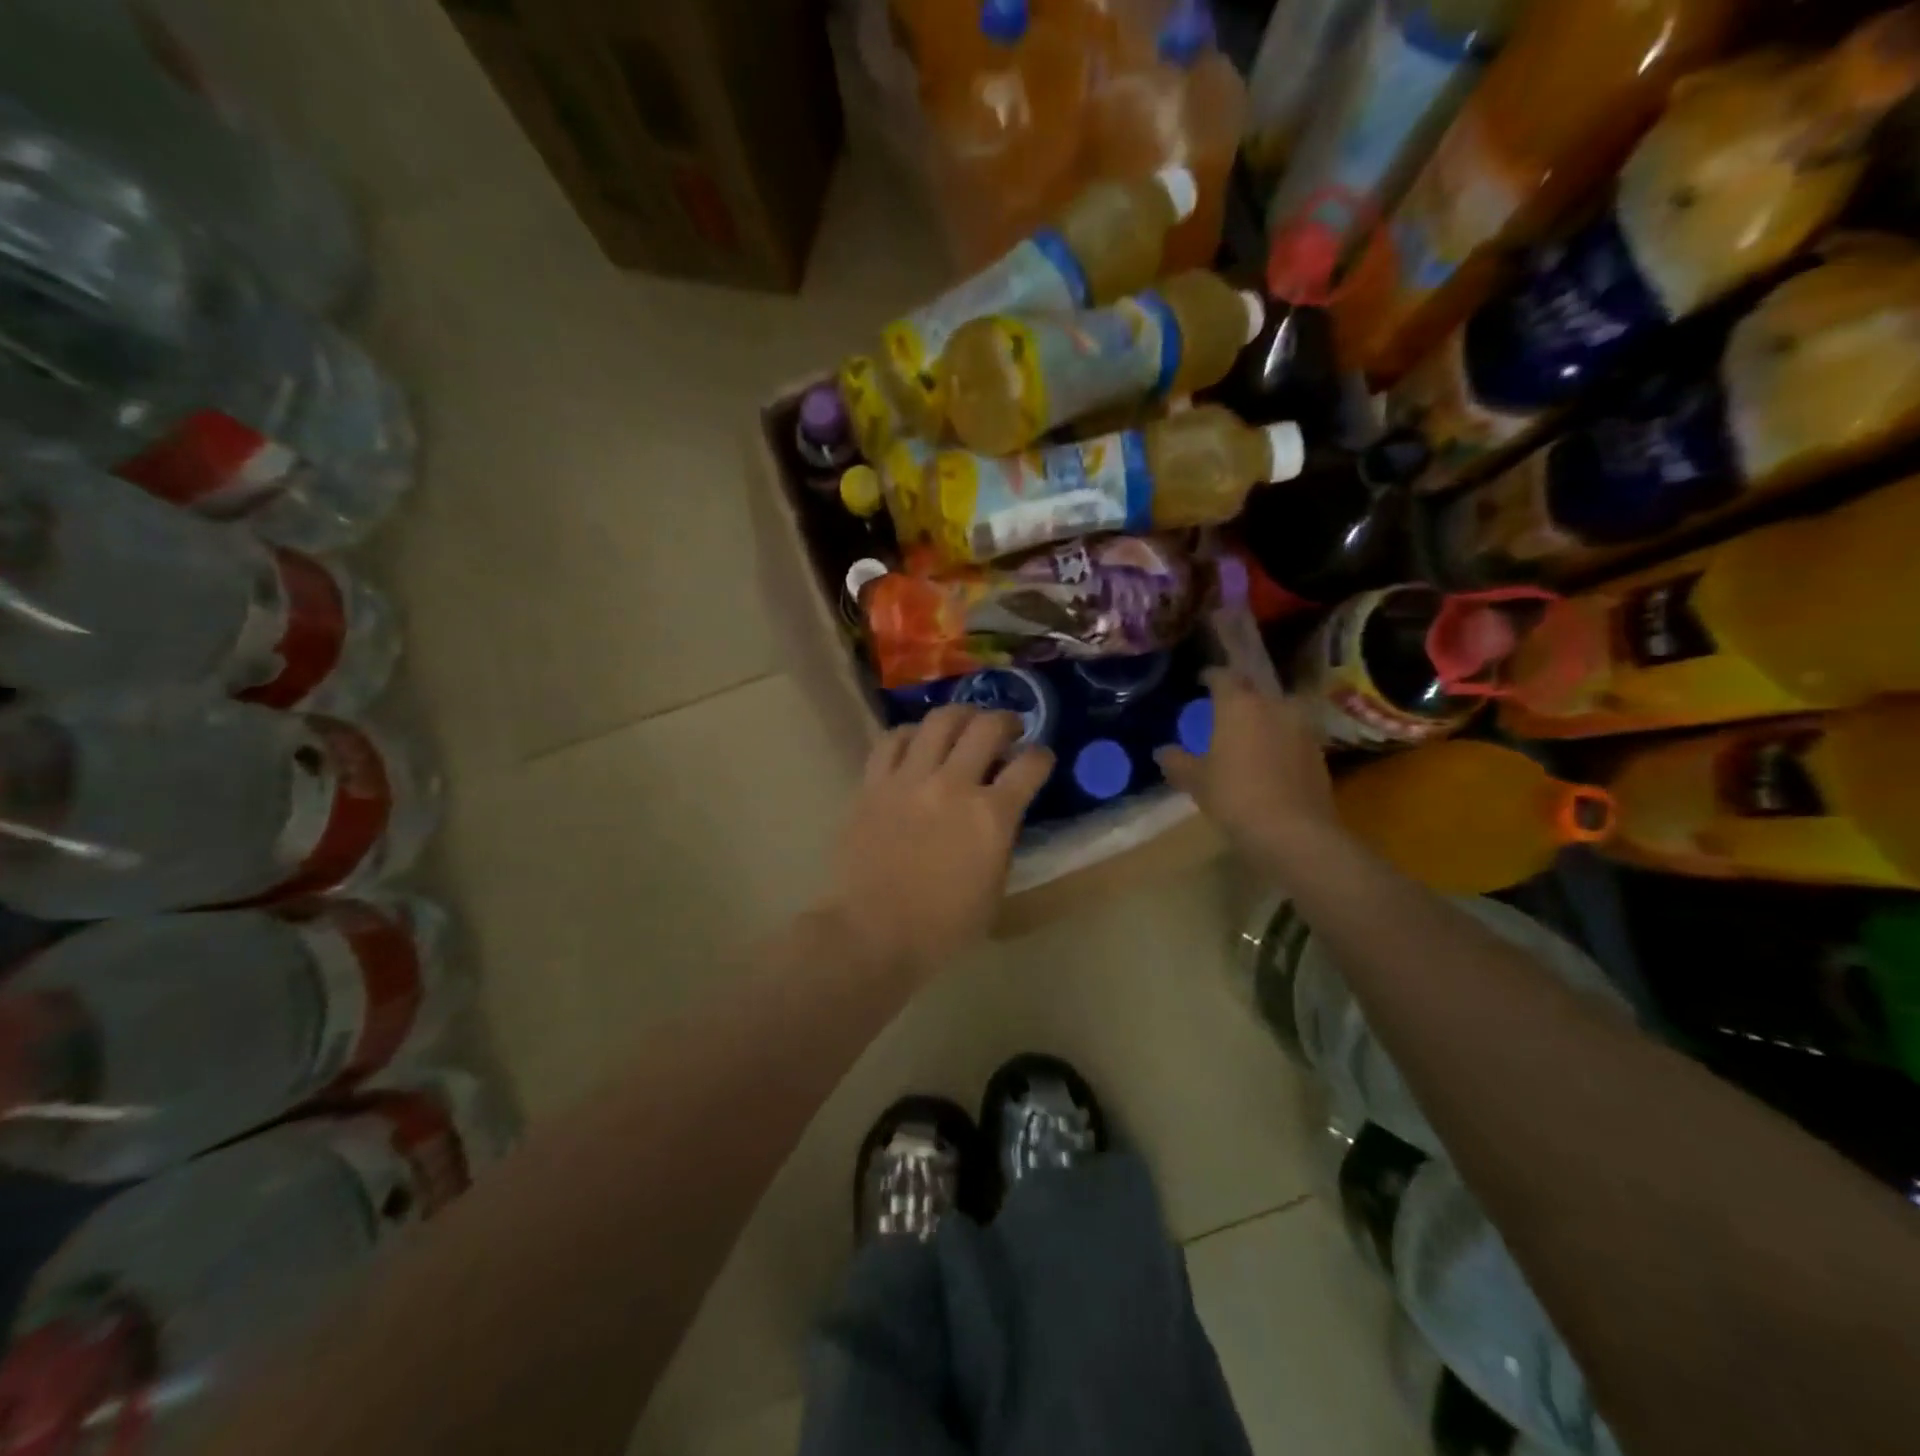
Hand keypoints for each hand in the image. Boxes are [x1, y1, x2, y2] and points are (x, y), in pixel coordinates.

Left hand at [821, 706, 1052, 977]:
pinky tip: (917, 741)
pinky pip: (892, 740)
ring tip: (965, 723)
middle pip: (986, 727)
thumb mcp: (994, 890)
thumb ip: (1001, 843)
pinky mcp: (873, 783)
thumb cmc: (942, 927)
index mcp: (991, 816)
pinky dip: (911, 734)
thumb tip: (999, 814)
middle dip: (1006, 720)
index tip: (1040, 758)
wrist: (872, 933)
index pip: (1030, 766)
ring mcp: (909, 779)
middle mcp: (953, 785)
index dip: (1042, 757)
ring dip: (961, 715)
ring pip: (939, 721)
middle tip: (1008, 728)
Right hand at [1155, 668, 1343, 868]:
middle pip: (1255, 691)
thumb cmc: (1234, 796)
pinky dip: (1280, 742)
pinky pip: (1293, 737)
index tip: (1201, 680)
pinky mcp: (1319, 753)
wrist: (1293, 831)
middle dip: (1241, 698)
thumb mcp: (1196, 781)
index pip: (1223, 676)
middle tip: (1224, 712)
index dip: (1211, 676)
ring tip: (1249, 737)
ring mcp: (1302, 728)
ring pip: (1279, 713)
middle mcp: (1274, 706)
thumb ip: (1177, 762)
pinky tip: (1270, 761)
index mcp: (1239, 704)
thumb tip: (1162, 752)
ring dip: (1264, 720)